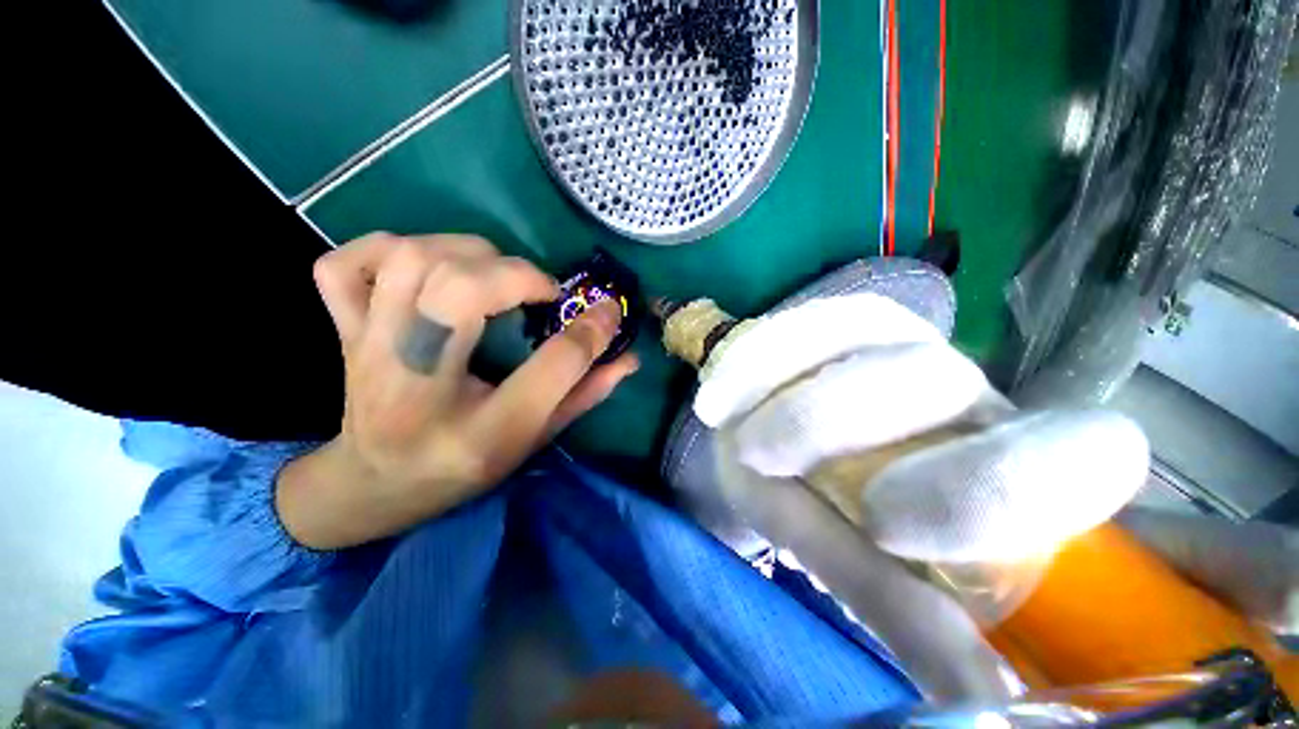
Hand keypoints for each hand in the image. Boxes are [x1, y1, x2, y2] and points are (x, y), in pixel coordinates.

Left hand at [277, 232, 638, 548]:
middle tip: (542, 291)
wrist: (373, 484)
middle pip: (459, 293)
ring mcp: (367, 352)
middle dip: (517, 276)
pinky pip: (343, 267)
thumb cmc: (463, 468)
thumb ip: (584, 395)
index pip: (547, 371)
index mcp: (478, 434)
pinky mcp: (343, 333)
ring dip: (465, 252)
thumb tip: (628, 358)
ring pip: (407, 263)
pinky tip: (423, 263)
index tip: (607, 311)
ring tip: (495, 273)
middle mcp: (419, 387)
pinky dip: (385, 248)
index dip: (588, 333)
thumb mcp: (533, 440)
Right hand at [700, 292, 1147, 563]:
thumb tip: (989, 708)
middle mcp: (964, 390)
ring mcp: (900, 338)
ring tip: (743, 445)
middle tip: (780, 467)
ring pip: (866, 348)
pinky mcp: (843, 316)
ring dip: (797, 409)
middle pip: (943, 383)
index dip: (992, 489)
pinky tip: (720, 403)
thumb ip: (903, 607)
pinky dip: (754, 370)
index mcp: (1001, 460)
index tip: (884, 528)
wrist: (766, 424)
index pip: (1081, 451)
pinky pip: (802, 329)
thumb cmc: (817, 501)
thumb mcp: (850, 555)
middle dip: (855, 429)